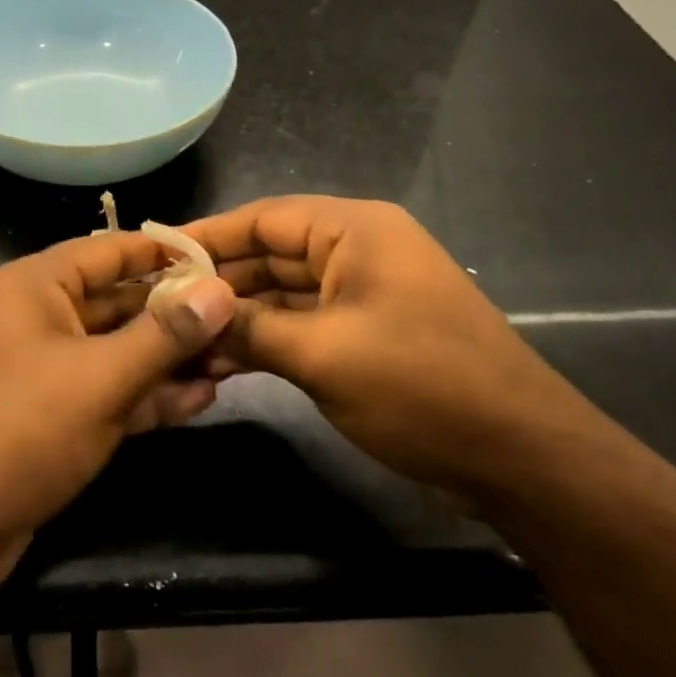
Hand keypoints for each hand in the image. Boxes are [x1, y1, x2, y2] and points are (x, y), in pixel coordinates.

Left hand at [0, 233, 236, 585]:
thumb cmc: (19, 429)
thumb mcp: (100, 378)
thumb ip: (165, 334)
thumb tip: (222, 290)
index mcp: (36, 287)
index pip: (110, 250)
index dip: (165, 252)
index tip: (220, 259)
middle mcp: (39, 318)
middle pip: (118, 302)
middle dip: (175, 314)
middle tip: (238, 319)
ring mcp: (45, 370)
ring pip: (117, 351)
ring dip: (168, 359)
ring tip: (230, 362)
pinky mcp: (52, 417)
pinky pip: (107, 392)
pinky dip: (147, 396)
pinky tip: (198, 400)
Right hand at [188, 196, 590, 502]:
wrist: (519, 458)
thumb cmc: (421, 387)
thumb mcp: (323, 355)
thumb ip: (250, 328)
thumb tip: (190, 312)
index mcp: (355, 232)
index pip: (265, 218)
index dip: (208, 235)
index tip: (155, 254)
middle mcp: (357, 252)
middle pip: (270, 255)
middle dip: (217, 282)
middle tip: (155, 304)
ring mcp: (362, 296)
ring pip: (283, 295)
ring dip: (237, 318)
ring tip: (177, 339)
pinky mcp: (365, 336)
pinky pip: (302, 327)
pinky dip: (265, 342)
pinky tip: (218, 363)